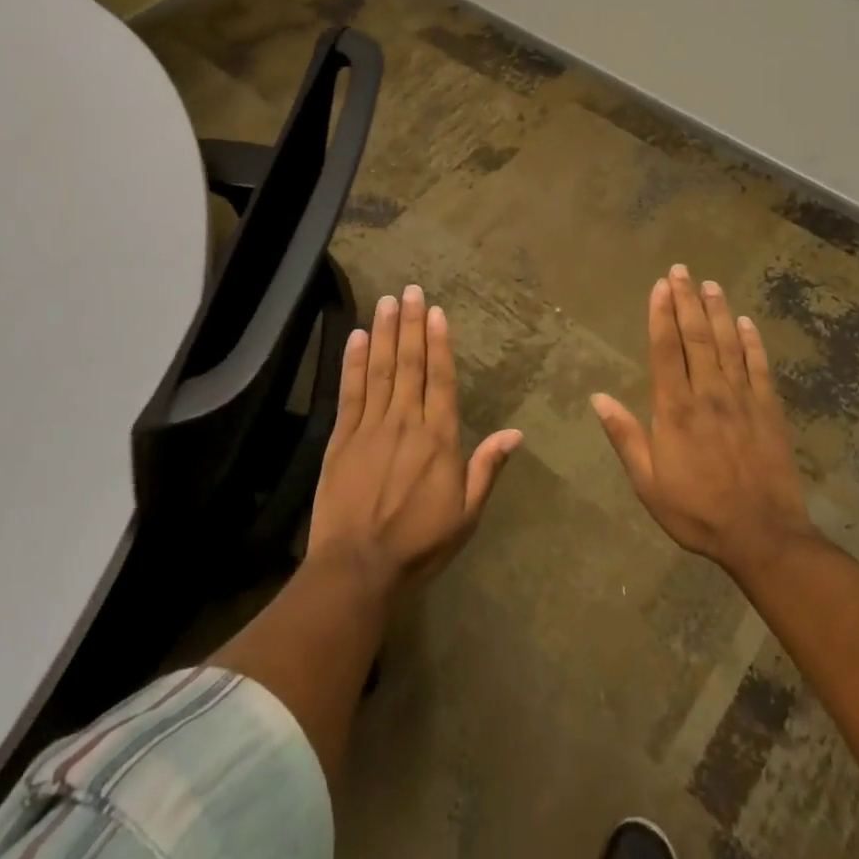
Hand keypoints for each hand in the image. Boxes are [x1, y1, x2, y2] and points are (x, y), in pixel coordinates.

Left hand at [307, 284, 522, 594]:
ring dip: (385, 332)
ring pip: (381, 370)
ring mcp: (370, 427)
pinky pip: (350, 391)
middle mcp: (406, 422)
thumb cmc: (419, 544)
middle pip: (410, 364)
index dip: (439, 342)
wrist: (358, 568)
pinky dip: (354, 362)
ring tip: (387, 301)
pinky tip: (358, 337)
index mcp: (439, 438)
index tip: (436, 311)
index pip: (440, 378)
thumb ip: (487, 468)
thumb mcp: (466, 514)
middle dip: (411, 324)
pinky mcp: (342, 438)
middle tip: (409, 290)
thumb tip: (516, 432)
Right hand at [592, 265, 816, 579]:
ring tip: (709, 284)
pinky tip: (745, 322)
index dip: (661, 315)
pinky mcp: (769, 410)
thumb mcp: (648, 483)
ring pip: (728, 344)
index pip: (666, 350)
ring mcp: (743, 399)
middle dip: (687, 300)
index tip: (660, 286)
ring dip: (717, 311)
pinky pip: (760, 366)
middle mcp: (709, 394)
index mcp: (676, 409)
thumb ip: (625, 436)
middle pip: (696, 337)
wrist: (763, 536)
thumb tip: (597, 397)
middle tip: (681, 270)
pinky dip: (752, 341)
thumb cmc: (697, 511)